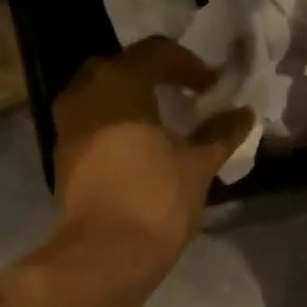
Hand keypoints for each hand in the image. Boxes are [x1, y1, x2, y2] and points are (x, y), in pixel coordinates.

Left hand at [52, 38, 252, 263]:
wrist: (105, 254)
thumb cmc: (156, 201)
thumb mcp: (197, 166)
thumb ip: (220, 134)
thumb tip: (244, 114)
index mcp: (119, 82)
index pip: (157, 52)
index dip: (190, 65)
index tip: (213, 87)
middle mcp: (85, 92)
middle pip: (123, 68)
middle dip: (155, 79)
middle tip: (185, 99)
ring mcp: (67, 125)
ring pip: (102, 96)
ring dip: (132, 103)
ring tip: (162, 126)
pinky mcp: (63, 156)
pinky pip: (92, 124)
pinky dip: (115, 126)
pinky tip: (138, 149)